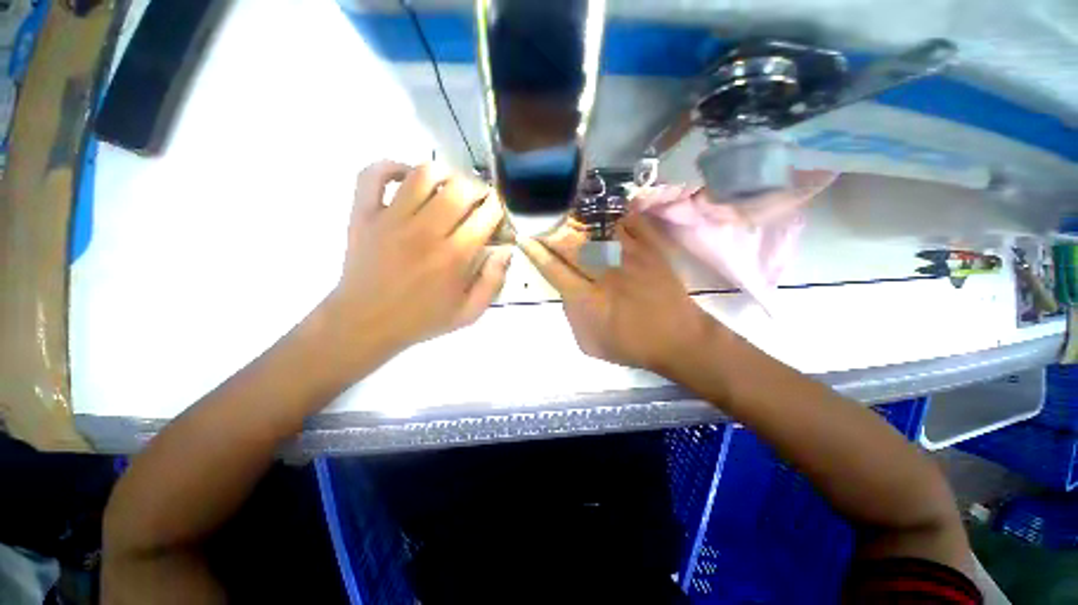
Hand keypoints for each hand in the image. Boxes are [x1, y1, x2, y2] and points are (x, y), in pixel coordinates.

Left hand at [323, 161, 510, 363]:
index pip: (485, 215)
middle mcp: (425, 232)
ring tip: (449, 187)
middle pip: (459, 188)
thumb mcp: (468, 313)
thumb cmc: (421, 320)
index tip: (496, 214)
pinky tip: (407, 178)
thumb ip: (493, 282)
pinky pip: (374, 174)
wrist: (364, 323)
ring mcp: (391, 219)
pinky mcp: (364, 214)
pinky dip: (392, 167)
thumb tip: (505, 251)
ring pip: (423, 174)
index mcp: (454, 257)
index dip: (497, 209)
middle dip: (477, 188)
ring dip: (444, 174)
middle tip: (478, 200)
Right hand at [518, 212, 713, 373]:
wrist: (678, 339)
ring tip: (566, 207)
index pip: (554, 269)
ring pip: (597, 229)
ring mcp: (630, 258)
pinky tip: (605, 207)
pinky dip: (616, 212)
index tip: (525, 238)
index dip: (536, 252)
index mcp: (587, 299)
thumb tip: (565, 290)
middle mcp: (605, 273)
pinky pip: (631, 223)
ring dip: (578, 217)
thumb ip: (571, 316)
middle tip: (541, 220)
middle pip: (571, 244)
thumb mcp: (589, 343)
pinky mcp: (651, 250)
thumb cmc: (631, 345)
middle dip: (551, 230)